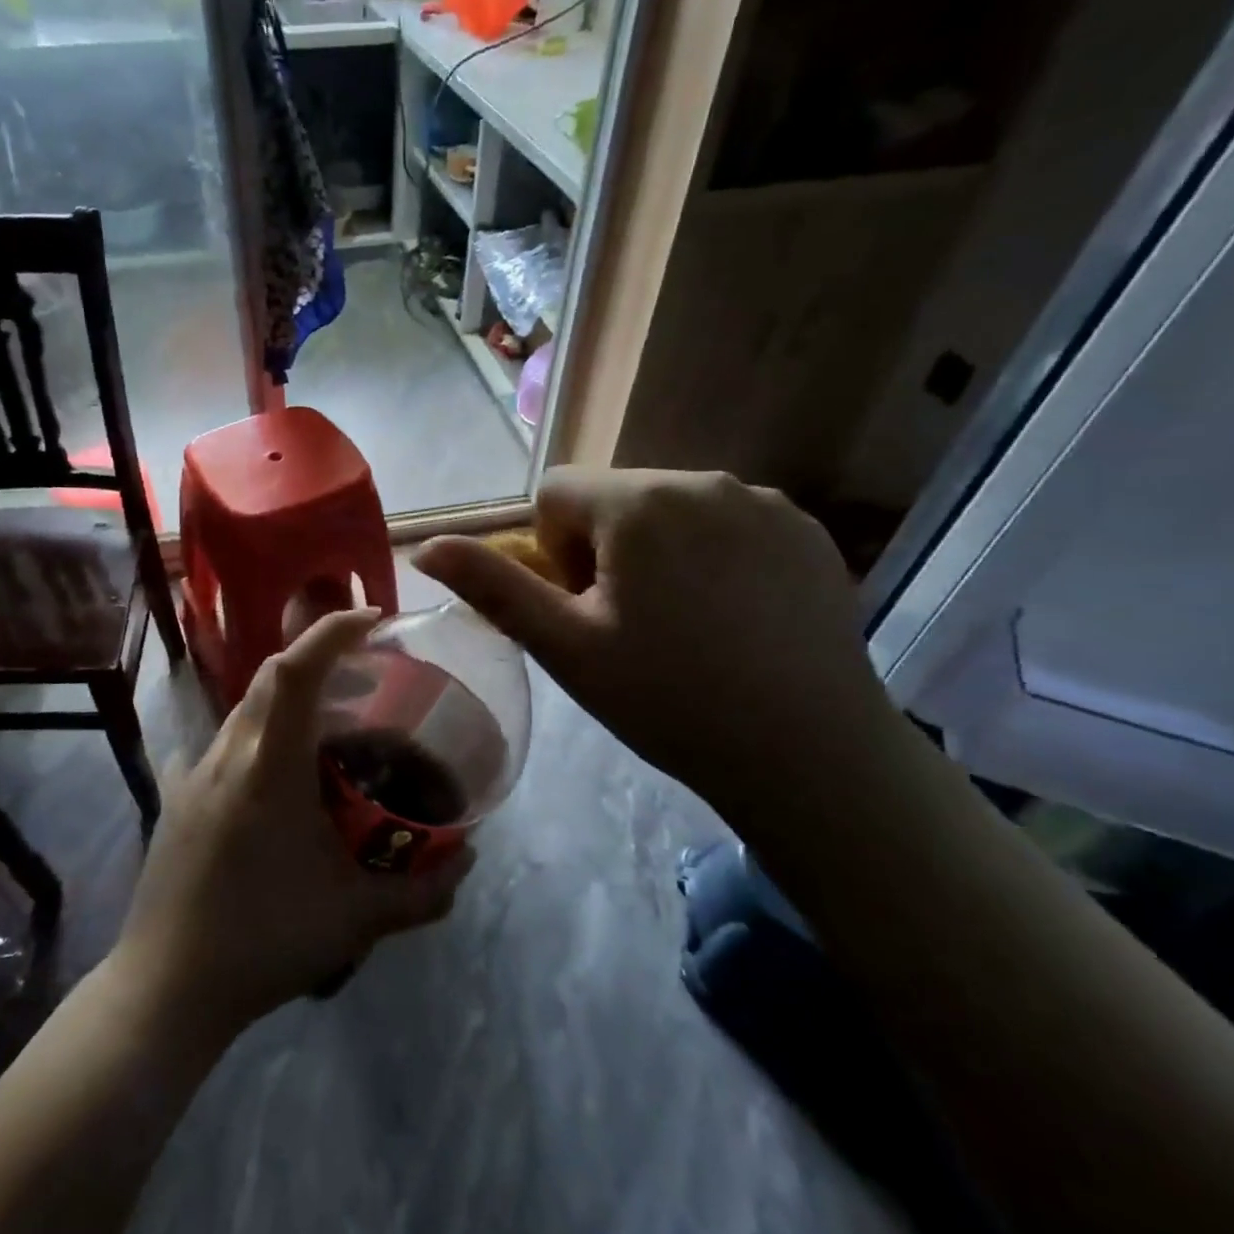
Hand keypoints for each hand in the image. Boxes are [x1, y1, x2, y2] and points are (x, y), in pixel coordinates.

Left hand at [113, 610, 474, 1033]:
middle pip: (268, 678)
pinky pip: (219, 748)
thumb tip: (469, 860)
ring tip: (327, 728)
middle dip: (316, 658)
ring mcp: (193, 775)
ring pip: (244, 710)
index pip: (295, 670)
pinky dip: (254, 739)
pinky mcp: (175, 800)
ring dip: (286, 701)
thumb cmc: (264, 942)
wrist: (166, 988)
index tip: (372, 618)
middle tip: (363, 676)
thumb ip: (423, 892)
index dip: (332, 631)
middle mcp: (226, 755)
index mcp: (268, 766)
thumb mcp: (357, 919)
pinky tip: (268, 774)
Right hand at [413, 468, 896, 817]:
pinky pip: (730, 523)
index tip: (585, 609)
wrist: (807, 753)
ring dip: (658, 551)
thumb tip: (426, 546)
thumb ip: (492, 586)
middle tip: (630, 626)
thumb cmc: (667, 699)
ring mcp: (765, 502)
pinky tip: (736, 620)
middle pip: (614, 498)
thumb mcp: (564, 647)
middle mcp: (704, 479)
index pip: (555, 492)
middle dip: (603, 549)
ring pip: (672, 509)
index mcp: (638, 502)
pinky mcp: (807, 530)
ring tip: (685, 626)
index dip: (552, 552)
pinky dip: (714, 557)